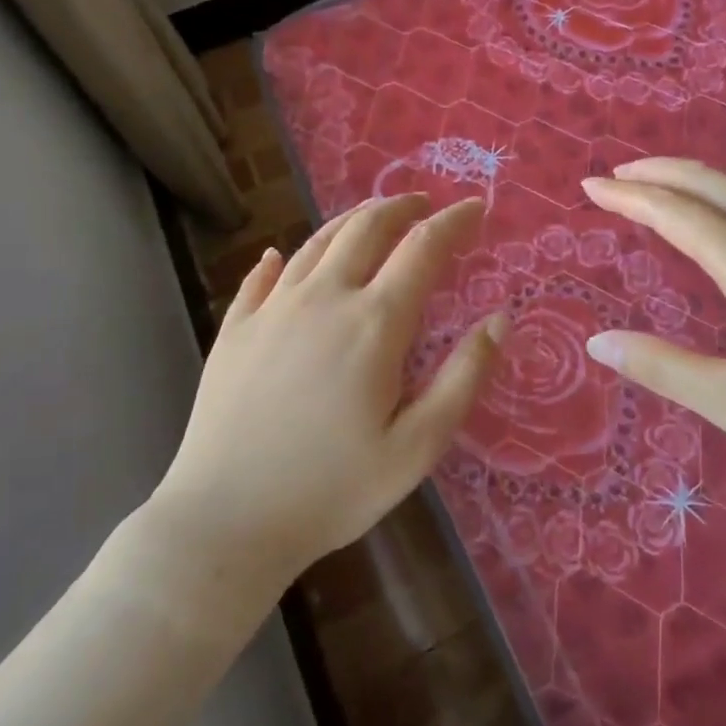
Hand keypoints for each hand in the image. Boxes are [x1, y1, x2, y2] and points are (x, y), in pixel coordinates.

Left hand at [152, 195, 506, 579]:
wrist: (226, 521)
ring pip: (316, 242)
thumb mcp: (418, 446)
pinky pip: (260, 277)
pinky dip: (281, 258)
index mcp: (374, 323)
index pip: (423, 248)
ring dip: (352, 221)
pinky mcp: (234, 330)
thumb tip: (499, 319)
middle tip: (424, 205)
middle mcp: (323, 298)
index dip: (454, 222)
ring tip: (373, 218)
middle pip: (366, 228)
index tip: (475, 207)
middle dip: (402, 207)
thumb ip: (464, 377)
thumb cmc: (334, 489)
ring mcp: (271, 310)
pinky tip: (280, 256)